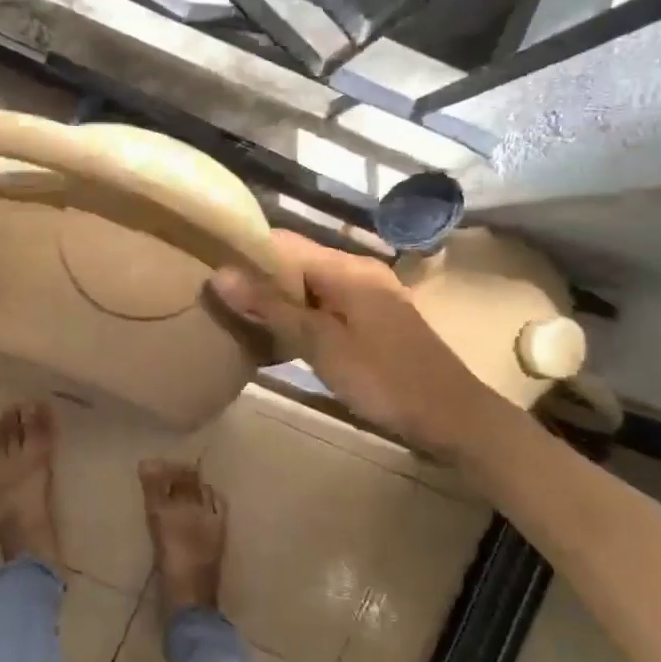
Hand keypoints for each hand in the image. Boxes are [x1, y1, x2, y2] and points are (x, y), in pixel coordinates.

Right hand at [211, 231, 495, 455]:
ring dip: (275, 301)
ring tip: (233, 317)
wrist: (453, 418)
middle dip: (256, 279)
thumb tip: (220, 274)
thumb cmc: (386, 380)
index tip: (207, 267)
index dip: (245, 252)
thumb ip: (273, 308)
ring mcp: (367, 297)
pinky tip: (275, 337)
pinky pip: (324, 307)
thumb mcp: (322, 346)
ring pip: (308, 287)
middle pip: (295, 263)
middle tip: (214, 300)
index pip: (283, 243)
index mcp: (347, 269)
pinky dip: (298, 318)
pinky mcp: (371, 321)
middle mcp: (357, 273)